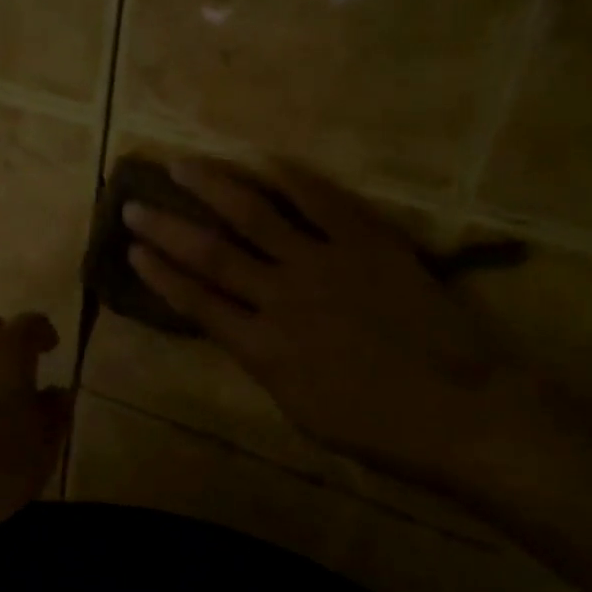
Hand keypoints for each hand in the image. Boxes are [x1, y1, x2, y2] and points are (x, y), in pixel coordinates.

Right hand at [122, 156, 545, 498]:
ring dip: (213, 188)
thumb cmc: (379, 429)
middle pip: (211, 253)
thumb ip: (266, 363)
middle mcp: (280, 298)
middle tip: (133, 204)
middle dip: (166, 228)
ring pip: (255, 215)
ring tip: (182, 166)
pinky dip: (291, 179)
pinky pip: (322, 202)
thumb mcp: (300, 410)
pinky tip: (264, 161)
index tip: (132, 251)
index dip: (160, 275)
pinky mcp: (367, 243)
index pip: (195, 303)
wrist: (459, 411)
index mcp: (261, 350)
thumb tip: (248, 332)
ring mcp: (324, 264)